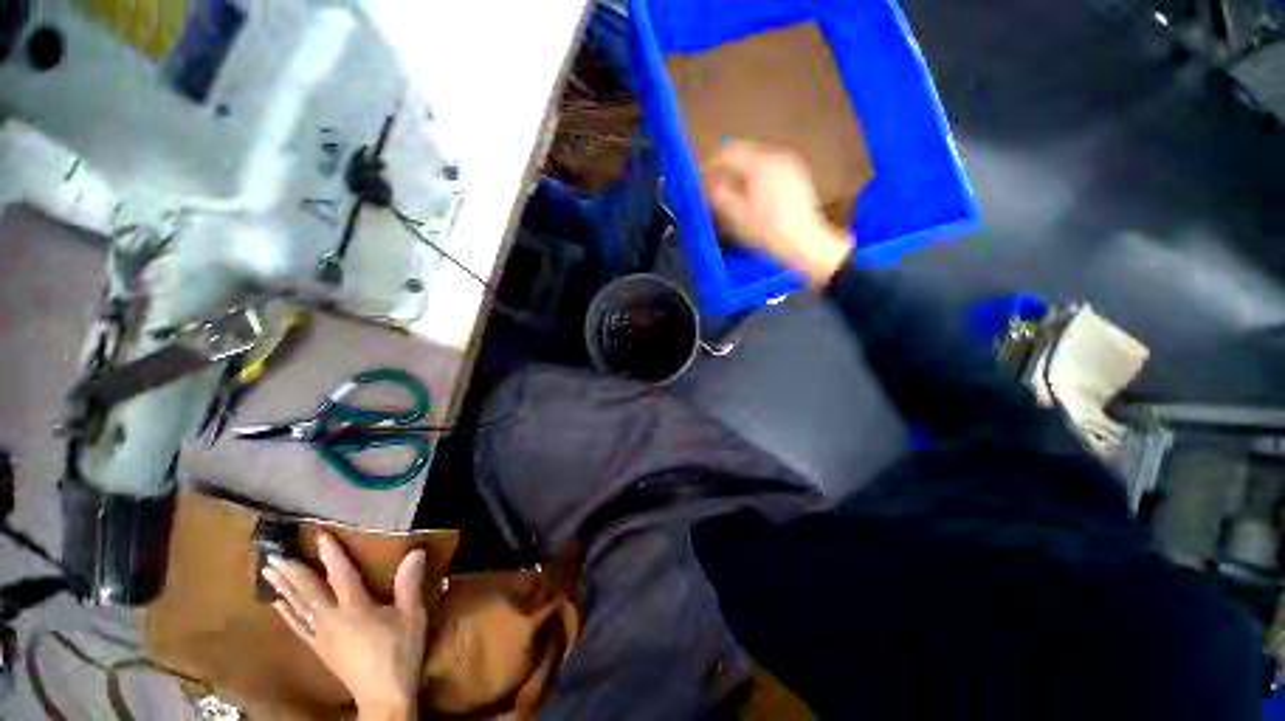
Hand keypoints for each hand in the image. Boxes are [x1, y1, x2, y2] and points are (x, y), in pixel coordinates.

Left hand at [263, 533, 427, 720]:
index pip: (340, 575)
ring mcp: (321, 637)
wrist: (383, 696)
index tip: (318, 535)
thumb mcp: (413, 615)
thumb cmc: (400, 651)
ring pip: (297, 608)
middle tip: (272, 556)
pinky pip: (297, 626)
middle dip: (291, 572)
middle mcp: (331, 620)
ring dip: (283, 589)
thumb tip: (415, 552)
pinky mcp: (320, 649)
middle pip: (308, 592)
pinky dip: (286, 612)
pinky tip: (278, 605)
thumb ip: (410, 584)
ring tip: (268, 573)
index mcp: (355, 609)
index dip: (331, 554)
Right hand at [704, 141, 853, 287]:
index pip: (727, 153)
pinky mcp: (797, 178)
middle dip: (725, 168)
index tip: (698, 177)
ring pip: (756, 163)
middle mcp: (776, 157)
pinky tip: (751, 198)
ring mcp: (790, 166)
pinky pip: (769, 171)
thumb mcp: (736, 215)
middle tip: (712, 186)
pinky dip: (755, 179)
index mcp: (760, 164)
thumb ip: (718, 193)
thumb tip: (706, 181)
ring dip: (739, 174)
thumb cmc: (767, 232)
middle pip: (743, 154)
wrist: (805, 245)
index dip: (709, 163)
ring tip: (729, 193)